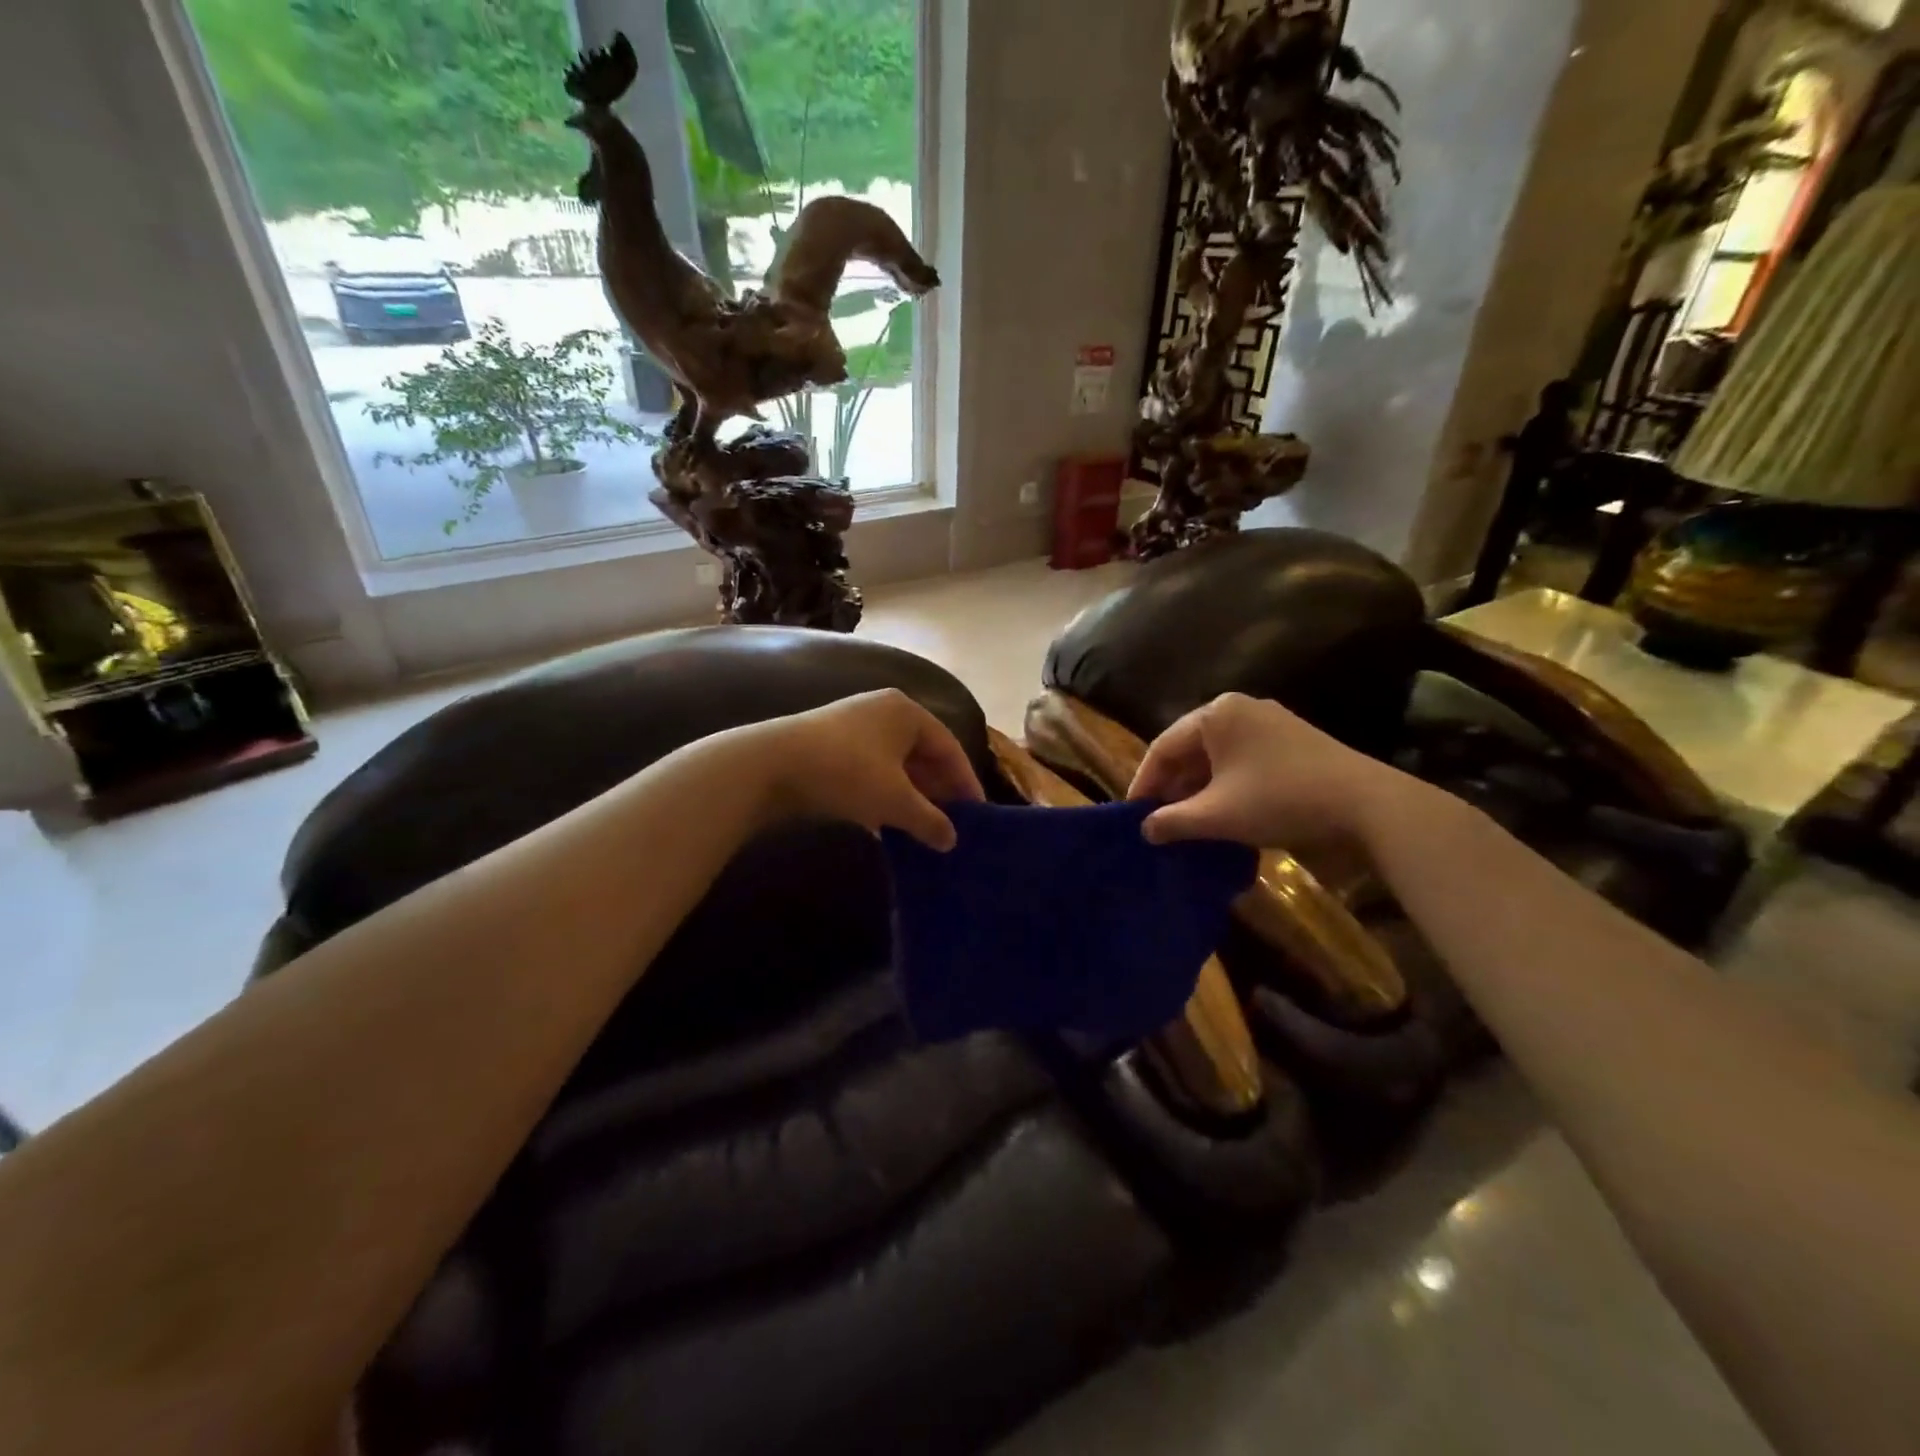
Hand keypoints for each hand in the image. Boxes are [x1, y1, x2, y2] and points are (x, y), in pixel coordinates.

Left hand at [743, 689, 984, 850]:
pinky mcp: (830, 747)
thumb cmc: (846, 772)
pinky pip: (871, 772)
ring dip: (911, 796)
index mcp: (906, 712)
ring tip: (924, 829)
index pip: (949, 746)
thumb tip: (951, 841)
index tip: (977, 813)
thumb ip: (929, 820)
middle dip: (937, 790)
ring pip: (895, 765)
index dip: (965, 781)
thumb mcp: (895, 800)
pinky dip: (884, 796)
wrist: (769, 765)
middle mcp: (883, 712)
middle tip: (952, 823)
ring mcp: (853, 728)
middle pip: (922, 754)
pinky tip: (887, 825)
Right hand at [1128, 692, 1412, 849]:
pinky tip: (1225, 813)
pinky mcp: (1293, 741)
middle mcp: (1240, 709)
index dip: (1144, 782)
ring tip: (1189, 821)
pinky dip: (1227, 785)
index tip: (1133, 815)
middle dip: (1173, 786)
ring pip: (1218, 756)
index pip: (1163, 747)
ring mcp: (1270, 722)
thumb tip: (1145, 829)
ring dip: (1200, 789)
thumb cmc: (1278, 800)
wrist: (1366, 804)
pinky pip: (1244, 760)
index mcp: (1215, 715)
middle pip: (1191, 749)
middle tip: (1159, 820)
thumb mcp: (1217, 815)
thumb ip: (1173, 821)